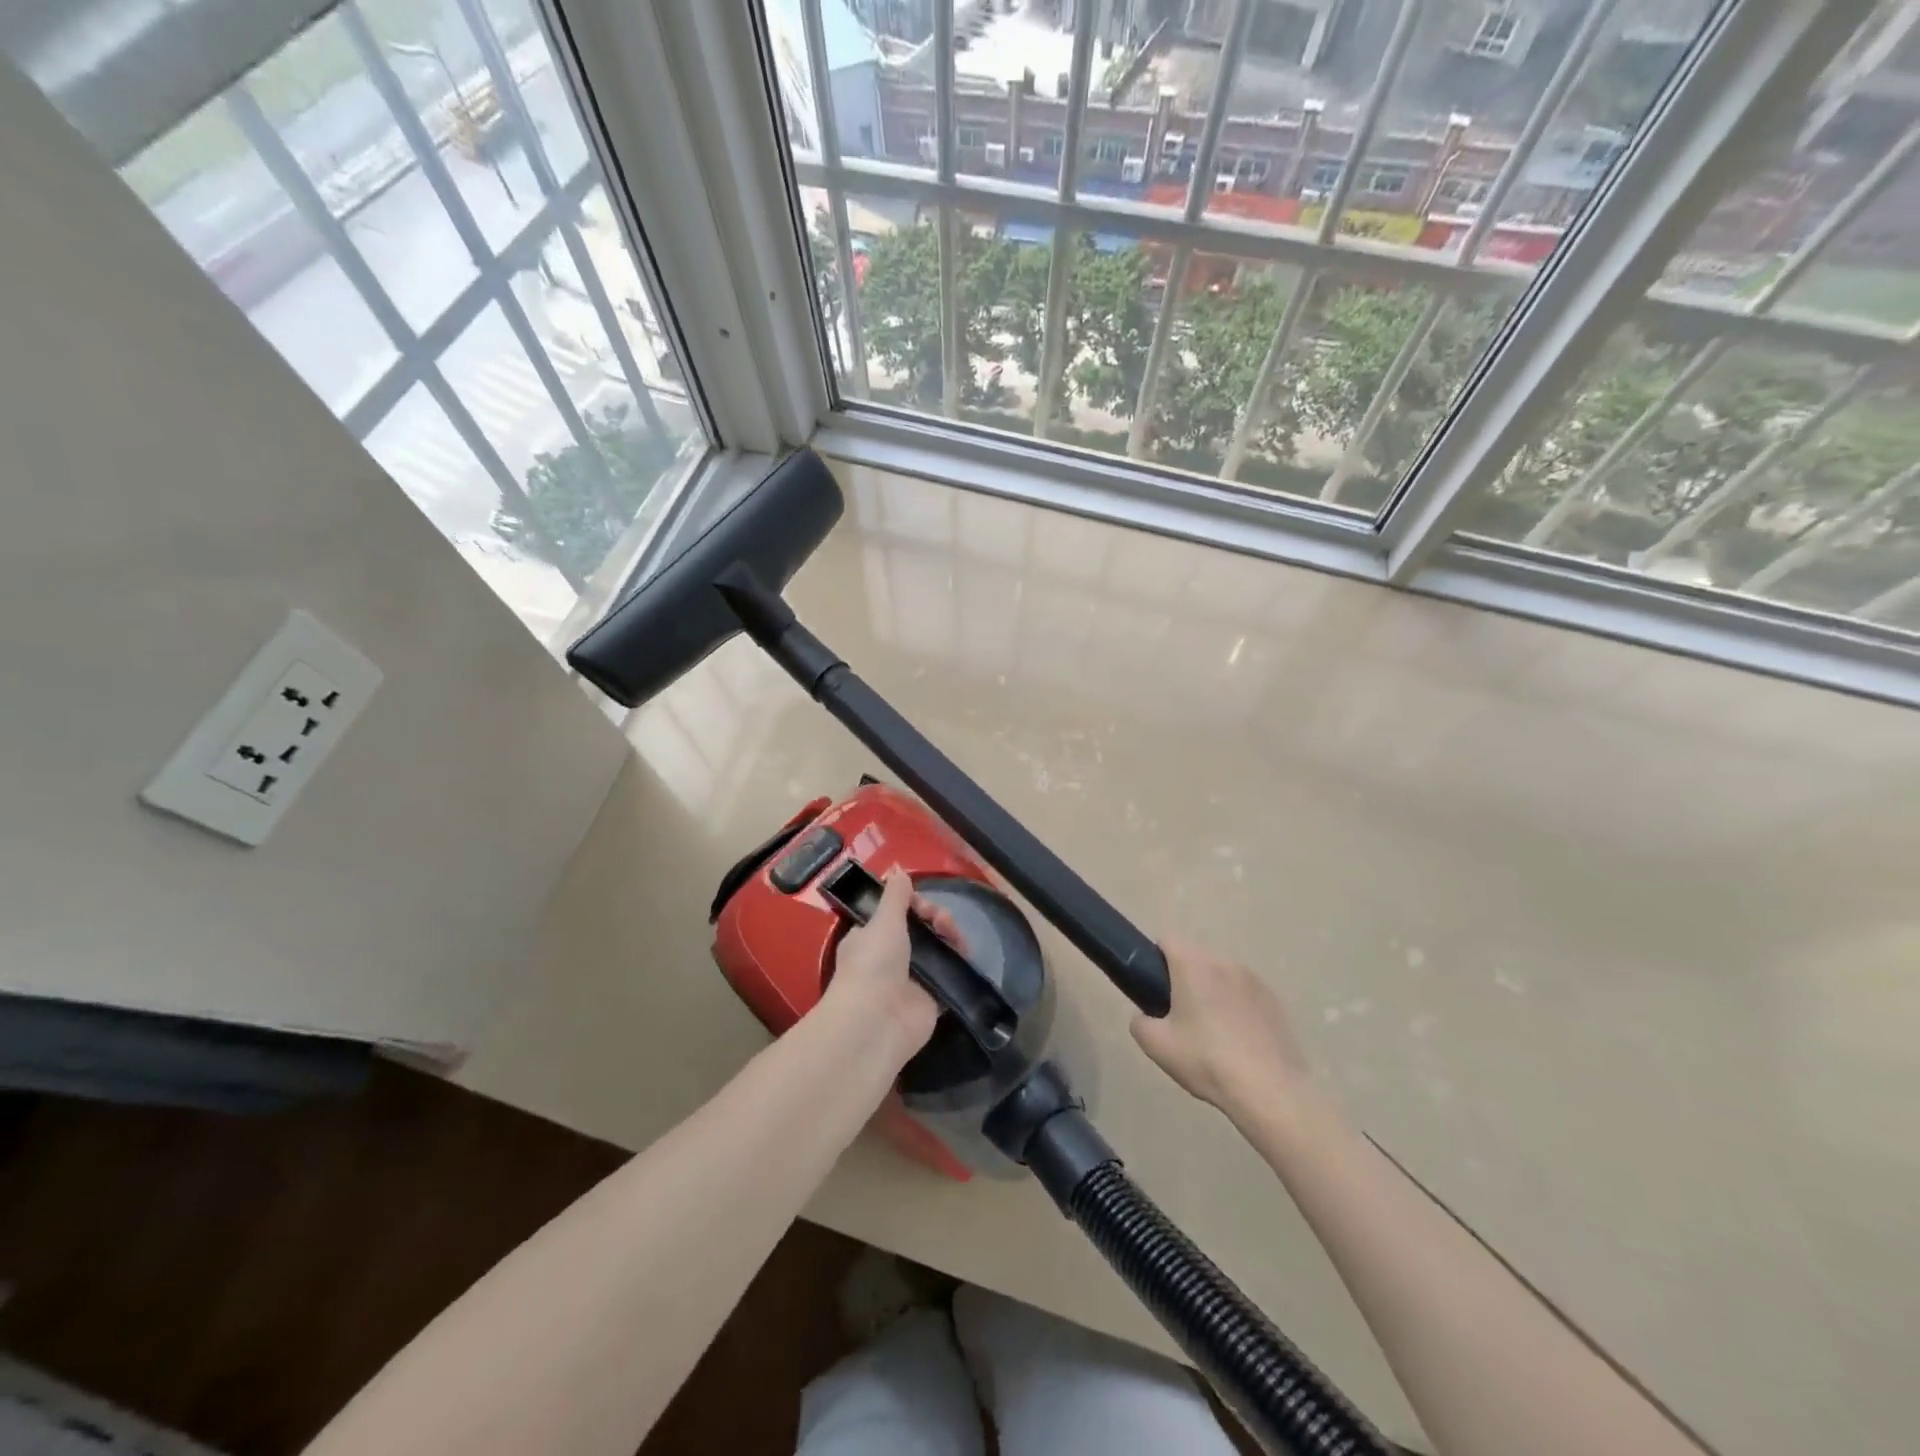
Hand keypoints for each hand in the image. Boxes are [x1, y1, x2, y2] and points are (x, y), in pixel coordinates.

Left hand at [821, 870, 955, 1061]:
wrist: (876, 1022)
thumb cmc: (873, 964)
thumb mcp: (883, 921)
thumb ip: (895, 895)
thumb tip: (898, 869)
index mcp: (871, 937)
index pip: (897, 912)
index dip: (914, 904)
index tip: (923, 904)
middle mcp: (890, 957)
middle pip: (921, 929)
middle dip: (936, 918)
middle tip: (943, 921)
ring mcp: (911, 979)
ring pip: (937, 950)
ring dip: (950, 938)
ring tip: (958, 938)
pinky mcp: (931, 1000)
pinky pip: (949, 977)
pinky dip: (959, 966)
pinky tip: (967, 956)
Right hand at [1131, 940, 1314, 1120]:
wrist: (1270, 1092)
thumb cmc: (1206, 1061)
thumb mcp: (1156, 1046)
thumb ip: (1140, 1022)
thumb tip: (1145, 1016)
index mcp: (1194, 965)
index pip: (1167, 941)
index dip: (1155, 960)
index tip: (1154, 988)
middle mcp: (1225, 962)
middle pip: (1196, 958)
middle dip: (1184, 978)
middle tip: (1180, 1016)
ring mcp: (1255, 981)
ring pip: (1222, 976)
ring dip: (1213, 991)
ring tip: (1212, 1031)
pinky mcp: (1276, 1002)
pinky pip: (1246, 994)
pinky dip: (1237, 1007)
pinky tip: (1239, 1040)